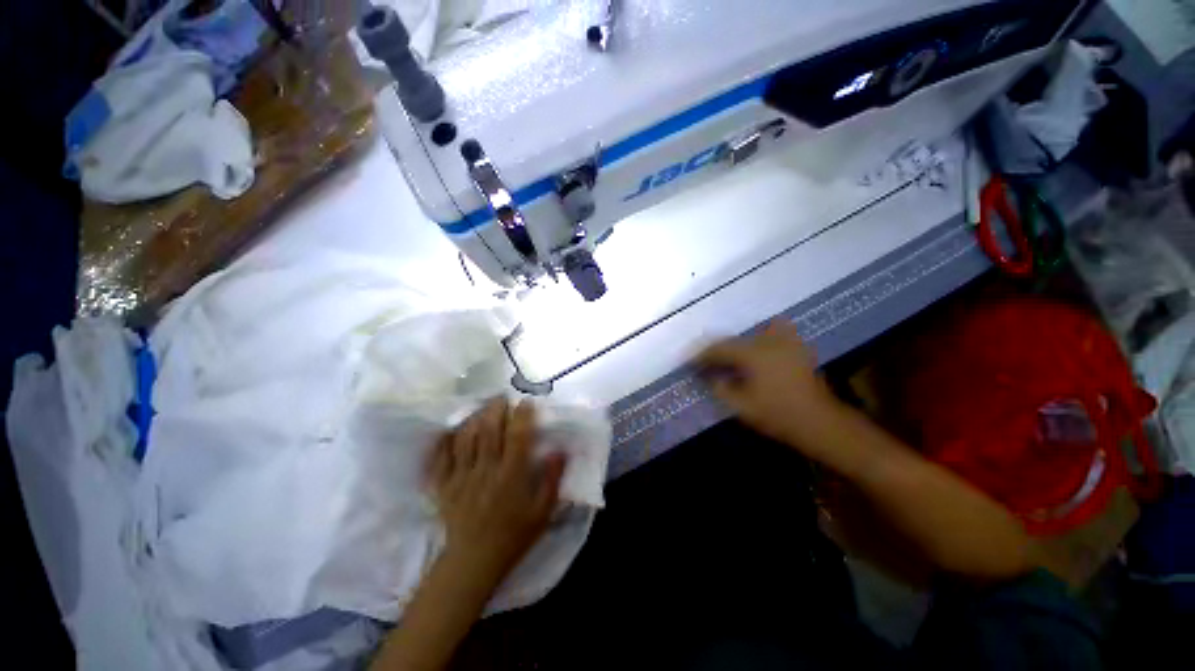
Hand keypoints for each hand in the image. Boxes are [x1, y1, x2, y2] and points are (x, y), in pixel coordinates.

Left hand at [428, 398, 565, 581]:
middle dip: (497, 408)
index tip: (527, 402)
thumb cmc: (513, 536)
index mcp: (511, 476)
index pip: (518, 436)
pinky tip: (451, 428)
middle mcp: (486, 470)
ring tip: (482, 407)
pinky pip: (440, 457)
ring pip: (466, 438)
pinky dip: (445, 439)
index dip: (523, 415)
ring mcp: (461, 477)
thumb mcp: (542, 512)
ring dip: (475, 418)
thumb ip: (552, 479)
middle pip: (489, 430)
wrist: (473, 563)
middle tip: (503, 398)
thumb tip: (560, 449)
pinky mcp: (443, 486)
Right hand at [696, 321, 841, 450]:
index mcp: (752, 355)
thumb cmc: (778, 415)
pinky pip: (778, 330)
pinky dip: (765, 332)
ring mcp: (785, 342)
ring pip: (751, 334)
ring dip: (735, 344)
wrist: (818, 422)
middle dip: (716, 350)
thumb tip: (710, 377)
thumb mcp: (741, 406)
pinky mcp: (796, 347)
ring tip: (726, 355)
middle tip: (704, 361)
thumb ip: (720, 388)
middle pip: (733, 341)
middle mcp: (767, 342)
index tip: (689, 362)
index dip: (701, 355)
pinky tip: (760, 339)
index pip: (718, 349)